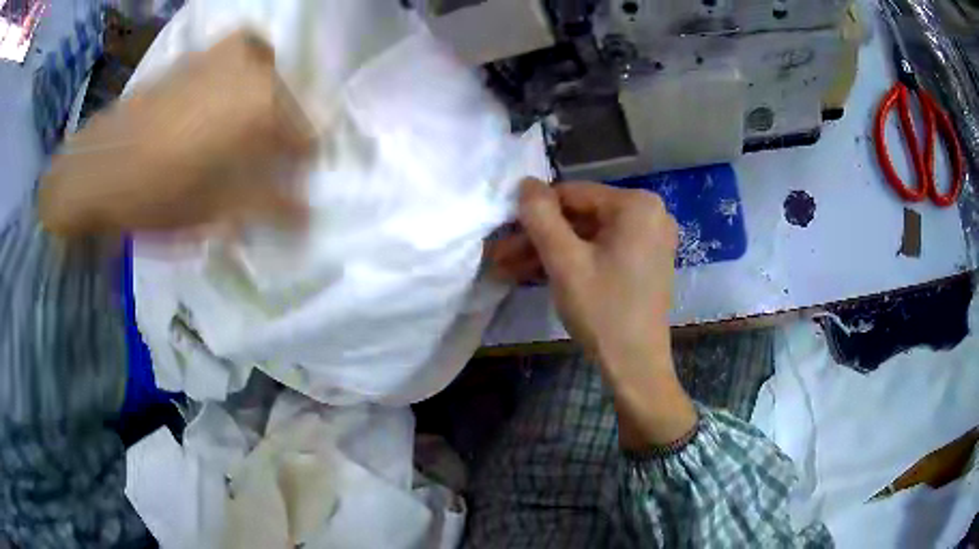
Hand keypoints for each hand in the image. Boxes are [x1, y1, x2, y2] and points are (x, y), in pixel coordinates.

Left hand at [40, 30, 314, 236]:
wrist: (99, 166)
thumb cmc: (158, 193)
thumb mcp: (219, 212)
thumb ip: (271, 207)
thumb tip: (307, 214)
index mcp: (266, 103)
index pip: (308, 139)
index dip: (298, 170)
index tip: (281, 191)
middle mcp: (255, 66)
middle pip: (287, 107)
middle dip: (277, 140)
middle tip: (254, 171)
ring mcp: (225, 52)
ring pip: (263, 84)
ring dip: (257, 113)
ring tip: (231, 144)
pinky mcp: (200, 54)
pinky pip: (237, 67)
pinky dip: (236, 90)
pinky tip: (211, 117)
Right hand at [490, 178, 696, 448]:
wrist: (636, 367)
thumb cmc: (603, 311)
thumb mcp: (564, 262)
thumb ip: (540, 216)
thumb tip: (525, 182)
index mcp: (637, 205)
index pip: (572, 194)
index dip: (534, 212)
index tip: (503, 231)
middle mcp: (649, 214)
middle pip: (580, 216)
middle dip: (538, 238)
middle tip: (500, 255)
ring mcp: (649, 239)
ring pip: (588, 237)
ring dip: (549, 252)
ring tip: (507, 269)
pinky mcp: (645, 262)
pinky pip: (601, 251)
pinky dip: (572, 262)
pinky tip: (536, 274)